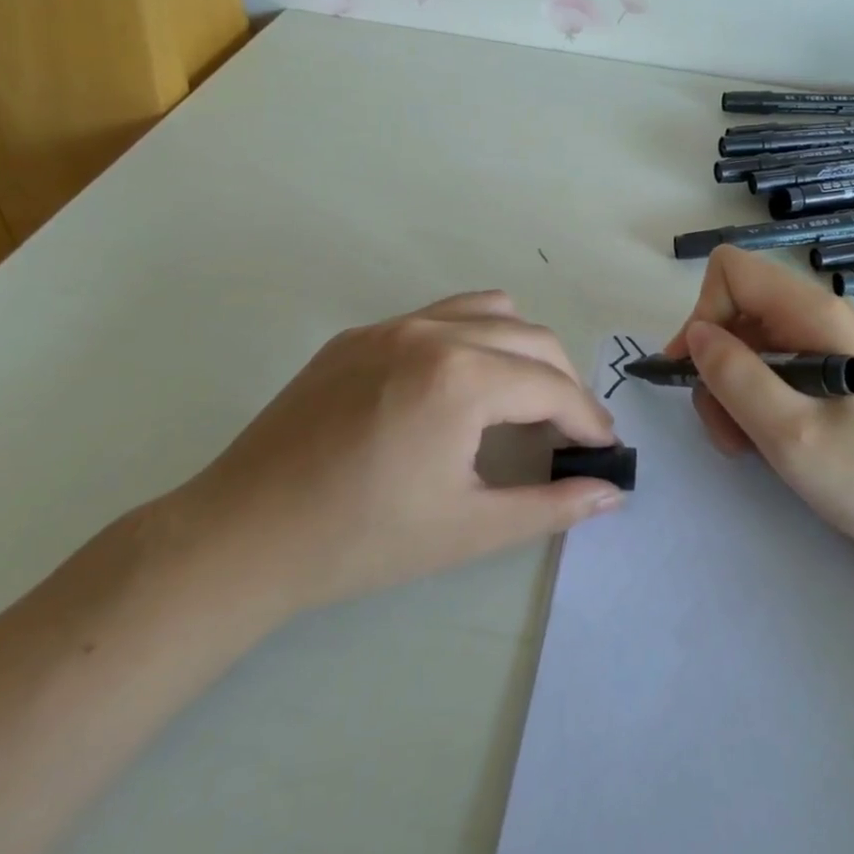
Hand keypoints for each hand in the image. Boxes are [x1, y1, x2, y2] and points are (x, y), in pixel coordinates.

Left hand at [181, 291, 622, 622]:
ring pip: (490, 312)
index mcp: (462, 379)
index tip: (604, 447)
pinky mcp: (360, 334)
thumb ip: (550, 506)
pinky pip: (440, 316)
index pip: (552, 387)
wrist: (241, 536)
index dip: (587, 418)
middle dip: (564, 383)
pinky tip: (460, 387)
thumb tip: (611, 492)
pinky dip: (474, 338)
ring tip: (522, 398)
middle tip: (570, 432)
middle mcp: (434, 333)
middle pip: (532, 339)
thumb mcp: (468, 530)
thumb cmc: (361, 541)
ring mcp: (392, 325)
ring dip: (522, 349)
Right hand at [664, 246, 853, 566]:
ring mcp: (830, 342)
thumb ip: (736, 377)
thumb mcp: (791, 434)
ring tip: (745, 444)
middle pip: (738, 309)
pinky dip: (757, 398)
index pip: (732, 270)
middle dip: (716, 363)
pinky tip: (768, 440)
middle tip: (724, 427)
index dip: (702, 313)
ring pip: (752, 342)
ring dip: (732, 389)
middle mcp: (822, 315)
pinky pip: (777, 365)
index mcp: (815, 314)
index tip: (694, 371)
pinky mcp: (836, 371)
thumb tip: (696, 334)